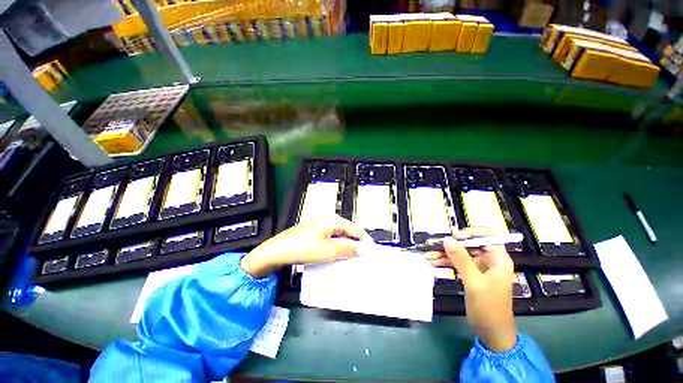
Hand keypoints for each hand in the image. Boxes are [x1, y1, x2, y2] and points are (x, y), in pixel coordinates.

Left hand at [241, 215, 373, 277]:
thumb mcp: (329, 250)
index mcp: (332, 220)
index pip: (355, 228)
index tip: (372, 250)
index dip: (364, 239)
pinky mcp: (314, 234)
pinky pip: (331, 239)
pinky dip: (337, 247)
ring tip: (352, 257)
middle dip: (356, 243)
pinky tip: (337, 255)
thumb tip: (361, 248)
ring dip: (346, 246)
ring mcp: (320, 227)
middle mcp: (327, 220)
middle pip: (347, 231)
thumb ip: (348, 248)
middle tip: (362, 256)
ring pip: (339, 236)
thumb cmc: (304, 248)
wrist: (278, 251)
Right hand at [427, 227, 516, 352]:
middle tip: (434, 246)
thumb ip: (461, 260)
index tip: (454, 237)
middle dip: (451, 245)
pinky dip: (446, 263)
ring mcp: (480, 268)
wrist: (492, 333)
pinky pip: (458, 264)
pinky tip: (434, 263)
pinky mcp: (472, 275)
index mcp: (498, 259)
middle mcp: (490, 260)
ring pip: (461, 254)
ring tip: (429, 256)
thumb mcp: (474, 282)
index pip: (487, 236)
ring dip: (445, 254)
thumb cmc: (489, 308)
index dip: (471, 233)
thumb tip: (447, 239)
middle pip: (469, 245)